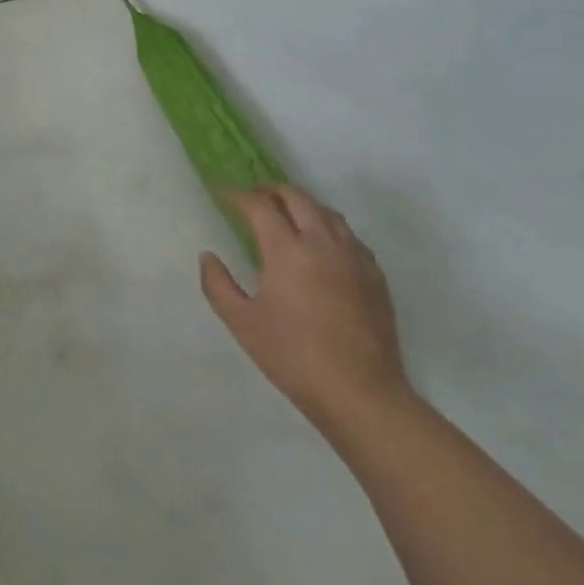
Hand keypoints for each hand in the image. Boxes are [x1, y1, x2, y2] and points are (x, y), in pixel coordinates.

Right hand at [201, 185, 410, 438]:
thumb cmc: (292, 355)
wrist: (360, 393)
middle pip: (298, 198)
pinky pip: (350, 236)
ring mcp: (354, 258)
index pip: (260, 206)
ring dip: (303, 205)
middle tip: (253, 198)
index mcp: (287, 250)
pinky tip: (321, 246)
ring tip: (287, 215)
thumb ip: (218, 284)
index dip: (238, 196)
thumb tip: (208, 257)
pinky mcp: (375, 276)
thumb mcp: (241, 322)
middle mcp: (322, 243)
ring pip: (328, 213)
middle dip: (272, 191)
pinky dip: (329, 228)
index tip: (222, 193)